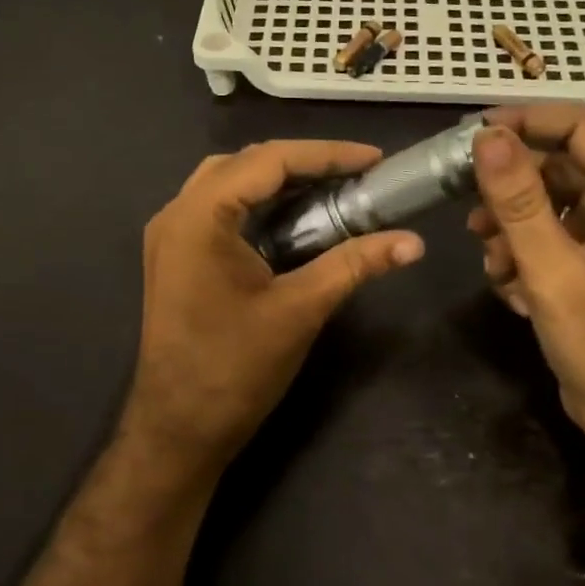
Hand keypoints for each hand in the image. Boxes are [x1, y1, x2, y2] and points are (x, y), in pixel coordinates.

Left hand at [125, 140, 424, 476]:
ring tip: (331, 189)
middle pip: (245, 164)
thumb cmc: (234, 370)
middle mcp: (177, 214)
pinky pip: (220, 210)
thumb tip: (413, 242)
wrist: (177, 430)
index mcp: (199, 217)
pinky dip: (259, 205)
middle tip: (355, 174)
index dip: (325, 155)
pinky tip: (295, 219)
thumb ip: (354, 265)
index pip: (268, 161)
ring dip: (279, 181)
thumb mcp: (300, 311)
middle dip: (303, 163)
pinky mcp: (176, 257)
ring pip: (230, 183)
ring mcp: (171, 236)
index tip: (374, 159)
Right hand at [467, 105, 584, 463]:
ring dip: (511, 229)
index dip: (526, 122)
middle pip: (558, 167)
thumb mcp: (552, 269)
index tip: (474, 132)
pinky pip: (547, 236)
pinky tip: (512, 290)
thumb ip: (518, 200)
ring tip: (494, 263)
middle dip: (511, 190)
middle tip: (469, 208)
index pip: (580, 129)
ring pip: (546, 204)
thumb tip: (487, 137)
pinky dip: (521, 255)